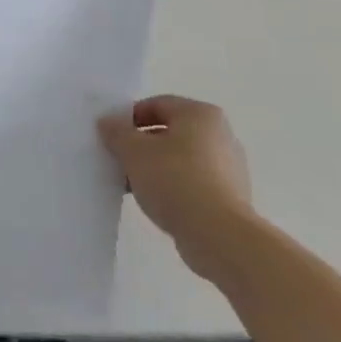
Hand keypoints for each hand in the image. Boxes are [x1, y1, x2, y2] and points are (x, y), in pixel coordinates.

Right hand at [99, 95, 254, 282]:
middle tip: (119, 159)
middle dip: (142, 145)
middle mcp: (221, 135)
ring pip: (180, 160)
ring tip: (132, 184)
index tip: (111, 136)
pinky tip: (155, 201)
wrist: (219, 236)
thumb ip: (116, 131)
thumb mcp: (133, 150)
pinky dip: (173, 188)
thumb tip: (109, 122)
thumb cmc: (175, 180)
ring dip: (155, 168)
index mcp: (201, 114)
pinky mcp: (231, 199)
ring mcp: (230, 169)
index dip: (129, 118)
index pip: (156, 105)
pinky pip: (193, 183)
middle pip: (170, 132)